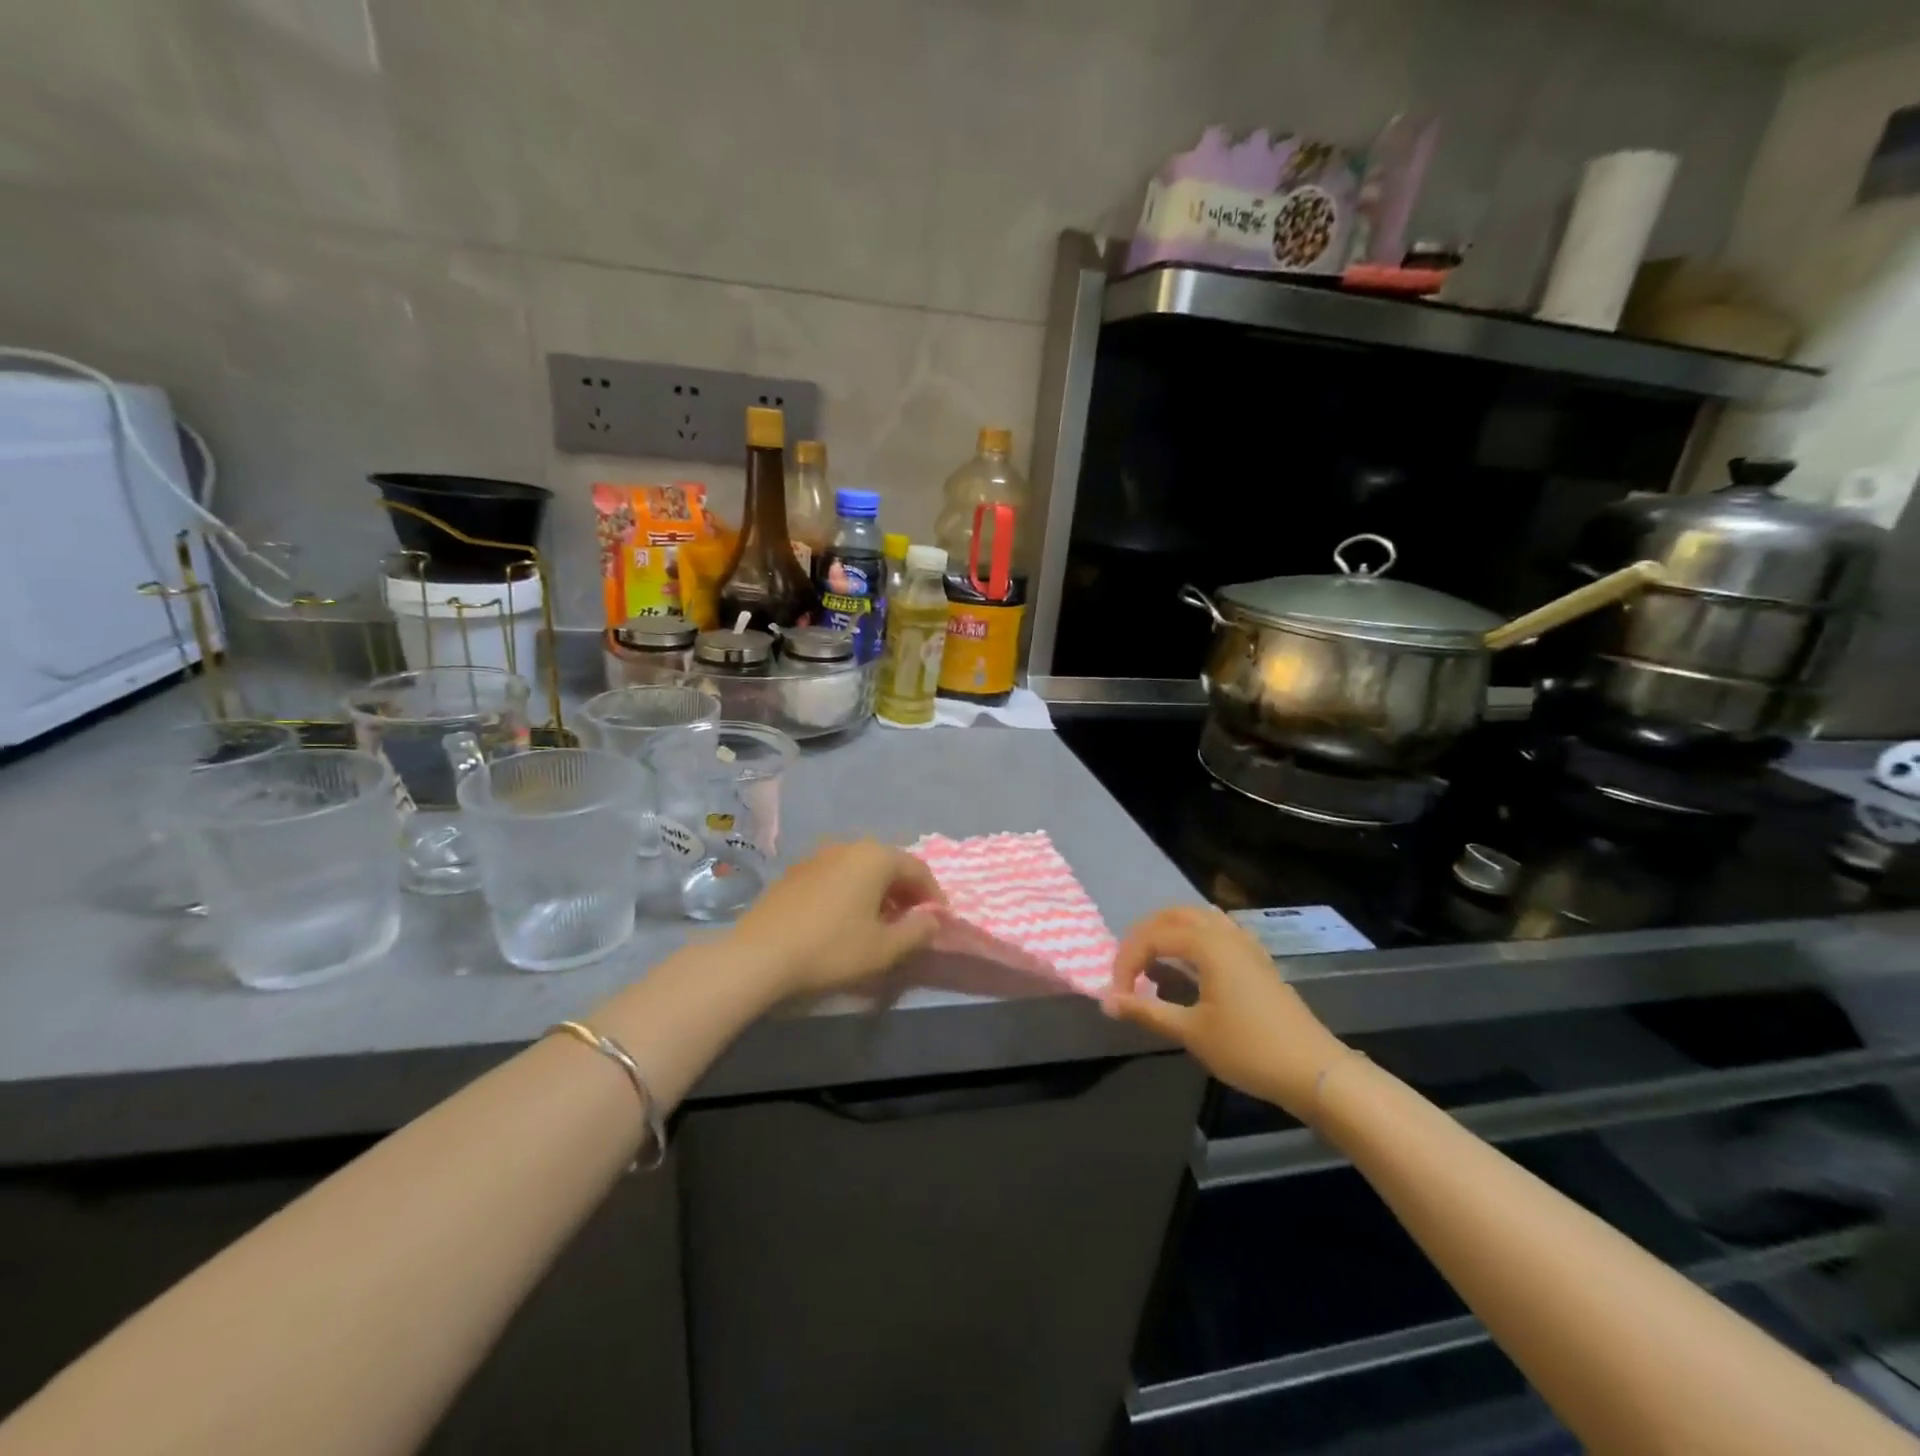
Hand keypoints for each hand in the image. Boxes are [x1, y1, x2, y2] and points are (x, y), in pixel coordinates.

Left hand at [729, 841, 945, 997]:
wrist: (760, 954)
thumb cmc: (831, 948)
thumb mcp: (884, 948)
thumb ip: (917, 931)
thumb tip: (933, 918)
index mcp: (876, 857)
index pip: (918, 869)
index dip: (933, 895)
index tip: (938, 920)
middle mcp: (849, 845)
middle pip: (889, 864)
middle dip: (905, 891)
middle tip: (912, 920)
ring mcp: (819, 855)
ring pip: (861, 868)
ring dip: (878, 891)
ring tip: (880, 921)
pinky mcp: (796, 871)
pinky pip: (837, 875)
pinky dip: (852, 891)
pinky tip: (846, 918)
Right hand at [1104, 905, 1349, 1116]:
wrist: (1314, 1071)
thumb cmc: (1249, 1049)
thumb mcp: (1191, 1032)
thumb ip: (1146, 1010)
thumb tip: (1106, 1001)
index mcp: (1207, 943)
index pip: (1151, 937)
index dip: (1126, 962)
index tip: (1117, 996)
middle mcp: (1224, 932)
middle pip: (1171, 915)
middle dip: (1142, 938)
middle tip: (1127, 971)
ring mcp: (1244, 943)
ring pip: (1195, 918)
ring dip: (1166, 932)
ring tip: (1151, 962)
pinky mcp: (1255, 958)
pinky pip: (1215, 930)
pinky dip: (1192, 937)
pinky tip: (1188, 963)